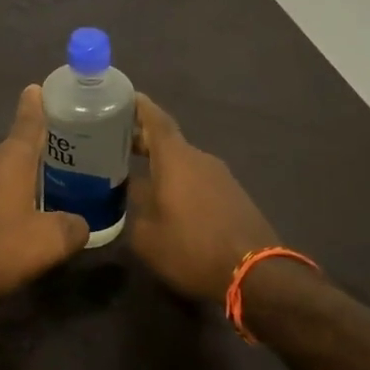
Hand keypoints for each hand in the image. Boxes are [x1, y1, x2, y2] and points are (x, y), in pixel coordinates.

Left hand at [0, 86, 89, 302]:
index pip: (29, 122)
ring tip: (59, 182)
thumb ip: (72, 228)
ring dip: (30, 173)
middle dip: (46, 146)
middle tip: (76, 149)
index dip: (37, 105)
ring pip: (7, 170)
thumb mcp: (46, 242)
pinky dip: (13, 193)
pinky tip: (27, 212)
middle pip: (21, 146)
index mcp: (12, 159)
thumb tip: (81, 224)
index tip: (40, 86)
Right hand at [128, 93, 279, 302]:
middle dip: (141, 139)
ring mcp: (220, 177)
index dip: (139, 106)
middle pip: (168, 141)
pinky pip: (197, 179)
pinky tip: (165, 198)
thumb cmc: (192, 248)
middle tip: (113, 142)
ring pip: (183, 162)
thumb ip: (132, 206)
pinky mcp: (233, 196)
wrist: (255, 274)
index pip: (155, 120)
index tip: (122, 96)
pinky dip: (177, 180)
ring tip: (134, 172)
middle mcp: (200, 159)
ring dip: (160, 163)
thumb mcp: (146, 234)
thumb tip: (127, 191)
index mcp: (176, 159)